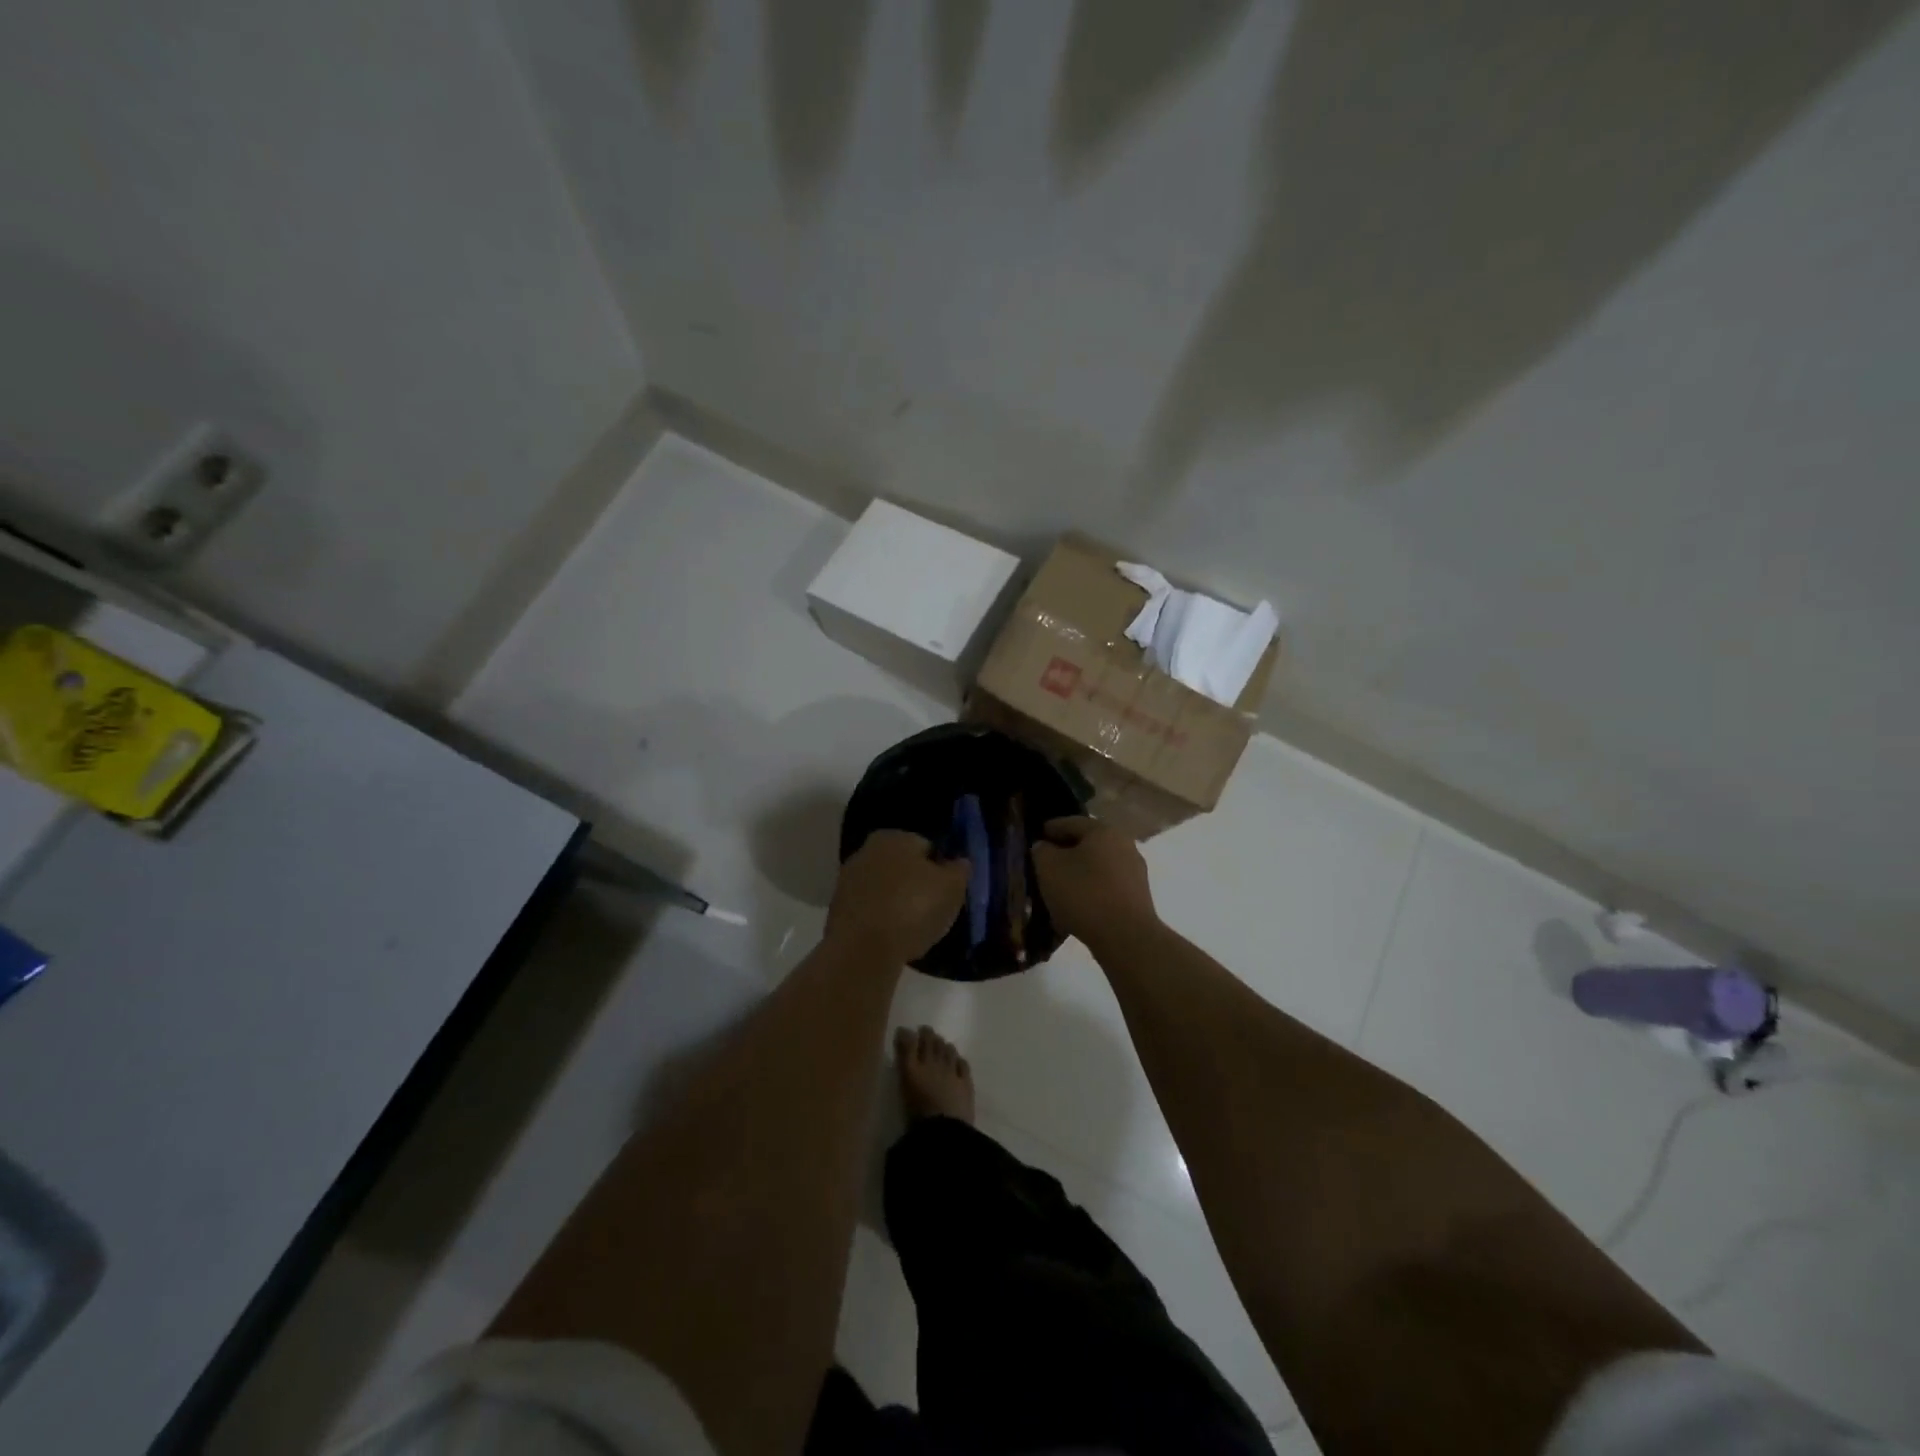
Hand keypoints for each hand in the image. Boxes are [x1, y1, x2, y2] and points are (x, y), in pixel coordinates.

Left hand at [826, 830, 970, 964]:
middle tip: (933, 910)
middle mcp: (866, 851)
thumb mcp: (952, 888)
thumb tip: (959, 862)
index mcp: (894, 837)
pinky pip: (869, 911)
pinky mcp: (837, 910)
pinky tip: (893, 939)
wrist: (863, 951)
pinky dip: (881, 920)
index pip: (926, 846)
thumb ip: (959, 870)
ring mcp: (847, 881)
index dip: (941, 869)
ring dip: (897, 903)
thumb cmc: (913, 909)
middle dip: (916, 884)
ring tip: (914, 929)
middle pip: (902, 867)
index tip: (948, 891)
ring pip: (884, 889)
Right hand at [1032, 816, 1159, 949]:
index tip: (1037, 837)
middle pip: (1088, 844)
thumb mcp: (1049, 868)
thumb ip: (1042, 851)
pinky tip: (1077, 905)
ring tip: (1059, 887)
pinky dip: (1091, 891)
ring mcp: (1135, 872)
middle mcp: (1124, 845)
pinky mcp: (1138, 897)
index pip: (1071, 822)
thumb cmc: (1083, 894)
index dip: (1051, 828)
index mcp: (1103, 831)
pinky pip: (1107, 887)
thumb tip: (1045, 847)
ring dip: (1079, 873)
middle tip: (1046, 863)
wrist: (1125, 937)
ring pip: (1099, 866)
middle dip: (1066, 852)